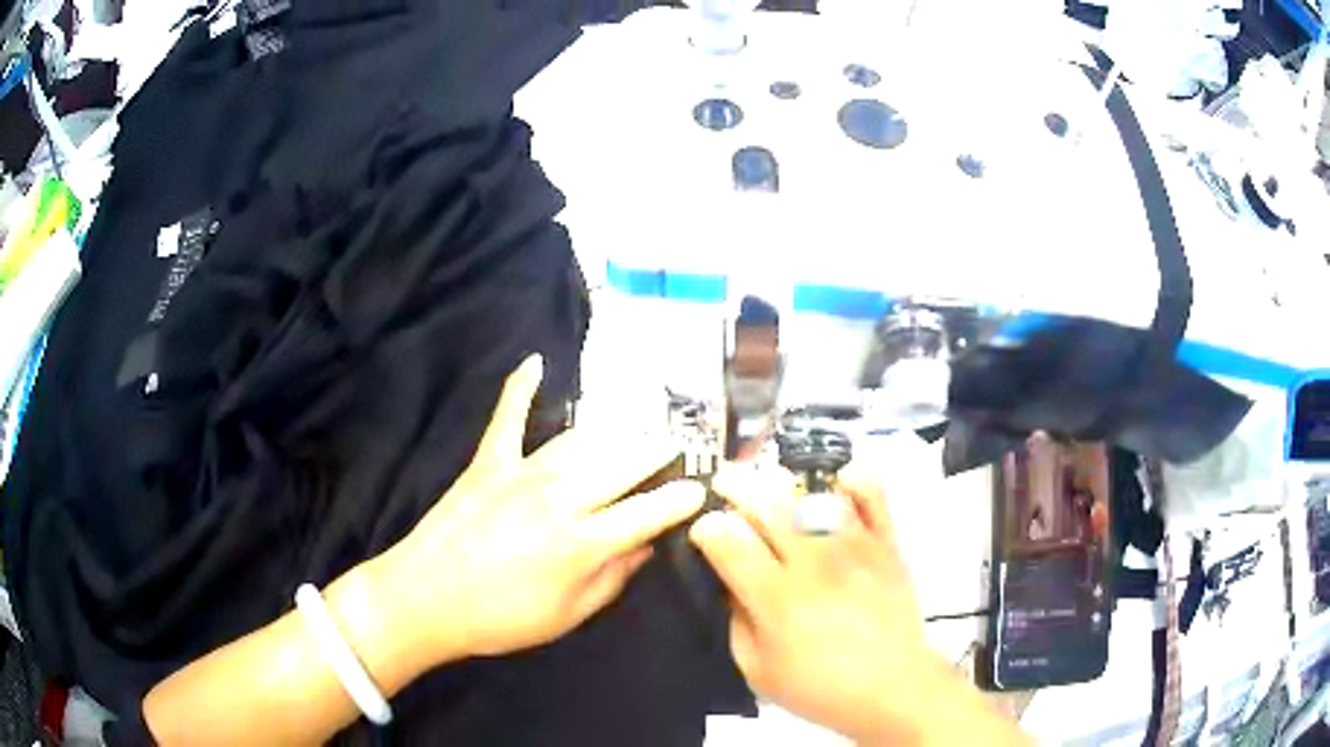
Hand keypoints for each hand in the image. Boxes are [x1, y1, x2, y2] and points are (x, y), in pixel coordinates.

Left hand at [378, 355, 704, 664]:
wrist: (425, 599)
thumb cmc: (501, 619)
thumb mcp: (568, 615)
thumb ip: (612, 578)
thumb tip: (645, 546)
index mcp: (582, 542)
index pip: (647, 512)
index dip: (678, 500)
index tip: (698, 489)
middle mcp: (559, 498)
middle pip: (622, 464)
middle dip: (656, 452)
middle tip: (675, 445)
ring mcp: (520, 473)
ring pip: (580, 441)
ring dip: (614, 433)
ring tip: (635, 428)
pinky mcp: (487, 462)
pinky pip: (507, 417)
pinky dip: (521, 387)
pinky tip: (535, 361)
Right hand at [689, 465, 964, 744]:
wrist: (892, 687)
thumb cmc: (820, 689)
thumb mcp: (757, 671)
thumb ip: (737, 623)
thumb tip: (733, 583)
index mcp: (777, 599)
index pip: (730, 543)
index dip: (707, 528)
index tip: (702, 530)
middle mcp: (814, 563)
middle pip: (767, 507)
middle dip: (735, 487)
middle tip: (723, 484)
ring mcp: (854, 548)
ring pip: (813, 496)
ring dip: (783, 483)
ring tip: (769, 482)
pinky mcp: (886, 545)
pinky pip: (874, 499)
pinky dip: (856, 481)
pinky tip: (838, 478)